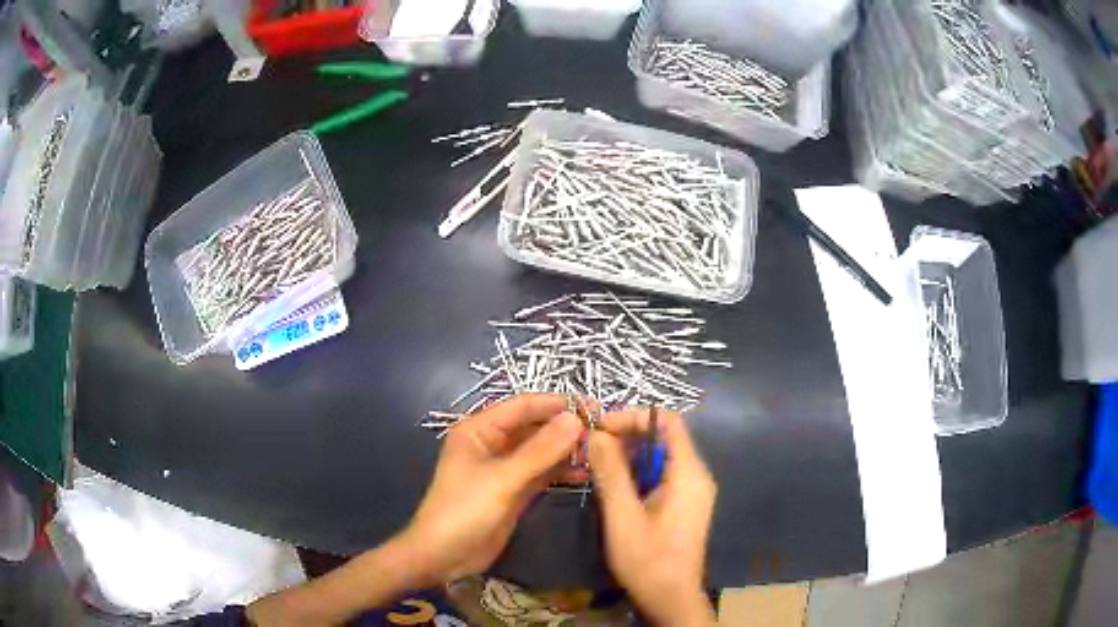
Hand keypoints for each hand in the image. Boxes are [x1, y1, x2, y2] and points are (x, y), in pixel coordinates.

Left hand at [401, 393, 582, 583]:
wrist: (445, 556)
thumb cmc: (464, 511)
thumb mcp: (502, 479)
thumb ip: (540, 451)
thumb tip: (575, 419)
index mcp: (479, 430)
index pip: (523, 406)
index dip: (557, 404)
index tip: (594, 407)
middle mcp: (493, 443)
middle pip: (534, 427)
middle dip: (565, 427)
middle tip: (603, 431)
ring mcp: (505, 468)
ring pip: (541, 450)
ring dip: (566, 450)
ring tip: (599, 452)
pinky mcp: (515, 490)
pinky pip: (542, 473)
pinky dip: (561, 471)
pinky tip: (585, 473)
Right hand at [589, 409, 716, 626]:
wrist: (671, 598)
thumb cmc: (648, 560)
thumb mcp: (623, 516)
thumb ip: (611, 472)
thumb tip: (596, 433)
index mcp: (689, 473)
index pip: (668, 421)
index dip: (634, 416)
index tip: (600, 427)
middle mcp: (696, 475)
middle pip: (664, 436)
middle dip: (627, 435)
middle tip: (591, 446)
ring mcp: (692, 490)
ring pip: (661, 456)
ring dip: (629, 454)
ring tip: (595, 463)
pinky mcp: (684, 504)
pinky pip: (662, 474)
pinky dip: (637, 471)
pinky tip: (613, 483)